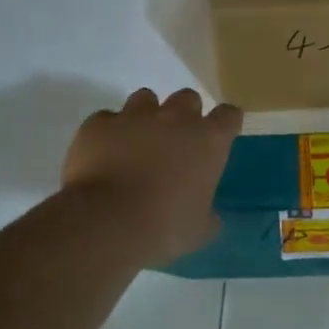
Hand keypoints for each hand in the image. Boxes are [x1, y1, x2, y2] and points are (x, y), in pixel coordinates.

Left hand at [62, 89, 240, 265]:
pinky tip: (103, 154)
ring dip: (145, 116)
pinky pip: (106, 119)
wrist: (105, 223)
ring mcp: (135, 116)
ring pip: (145, 98)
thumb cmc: (164, 227)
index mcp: (209, 139)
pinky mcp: (99, 124)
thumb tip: (208, 216)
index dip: (224, 124)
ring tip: (136, 143)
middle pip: (187, 98)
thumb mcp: (199, 230)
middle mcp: (176, 117)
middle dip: (183, 115)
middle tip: (175, 142)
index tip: (218, 139)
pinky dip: (108, 132)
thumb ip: (208, 215)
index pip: (229, 115)